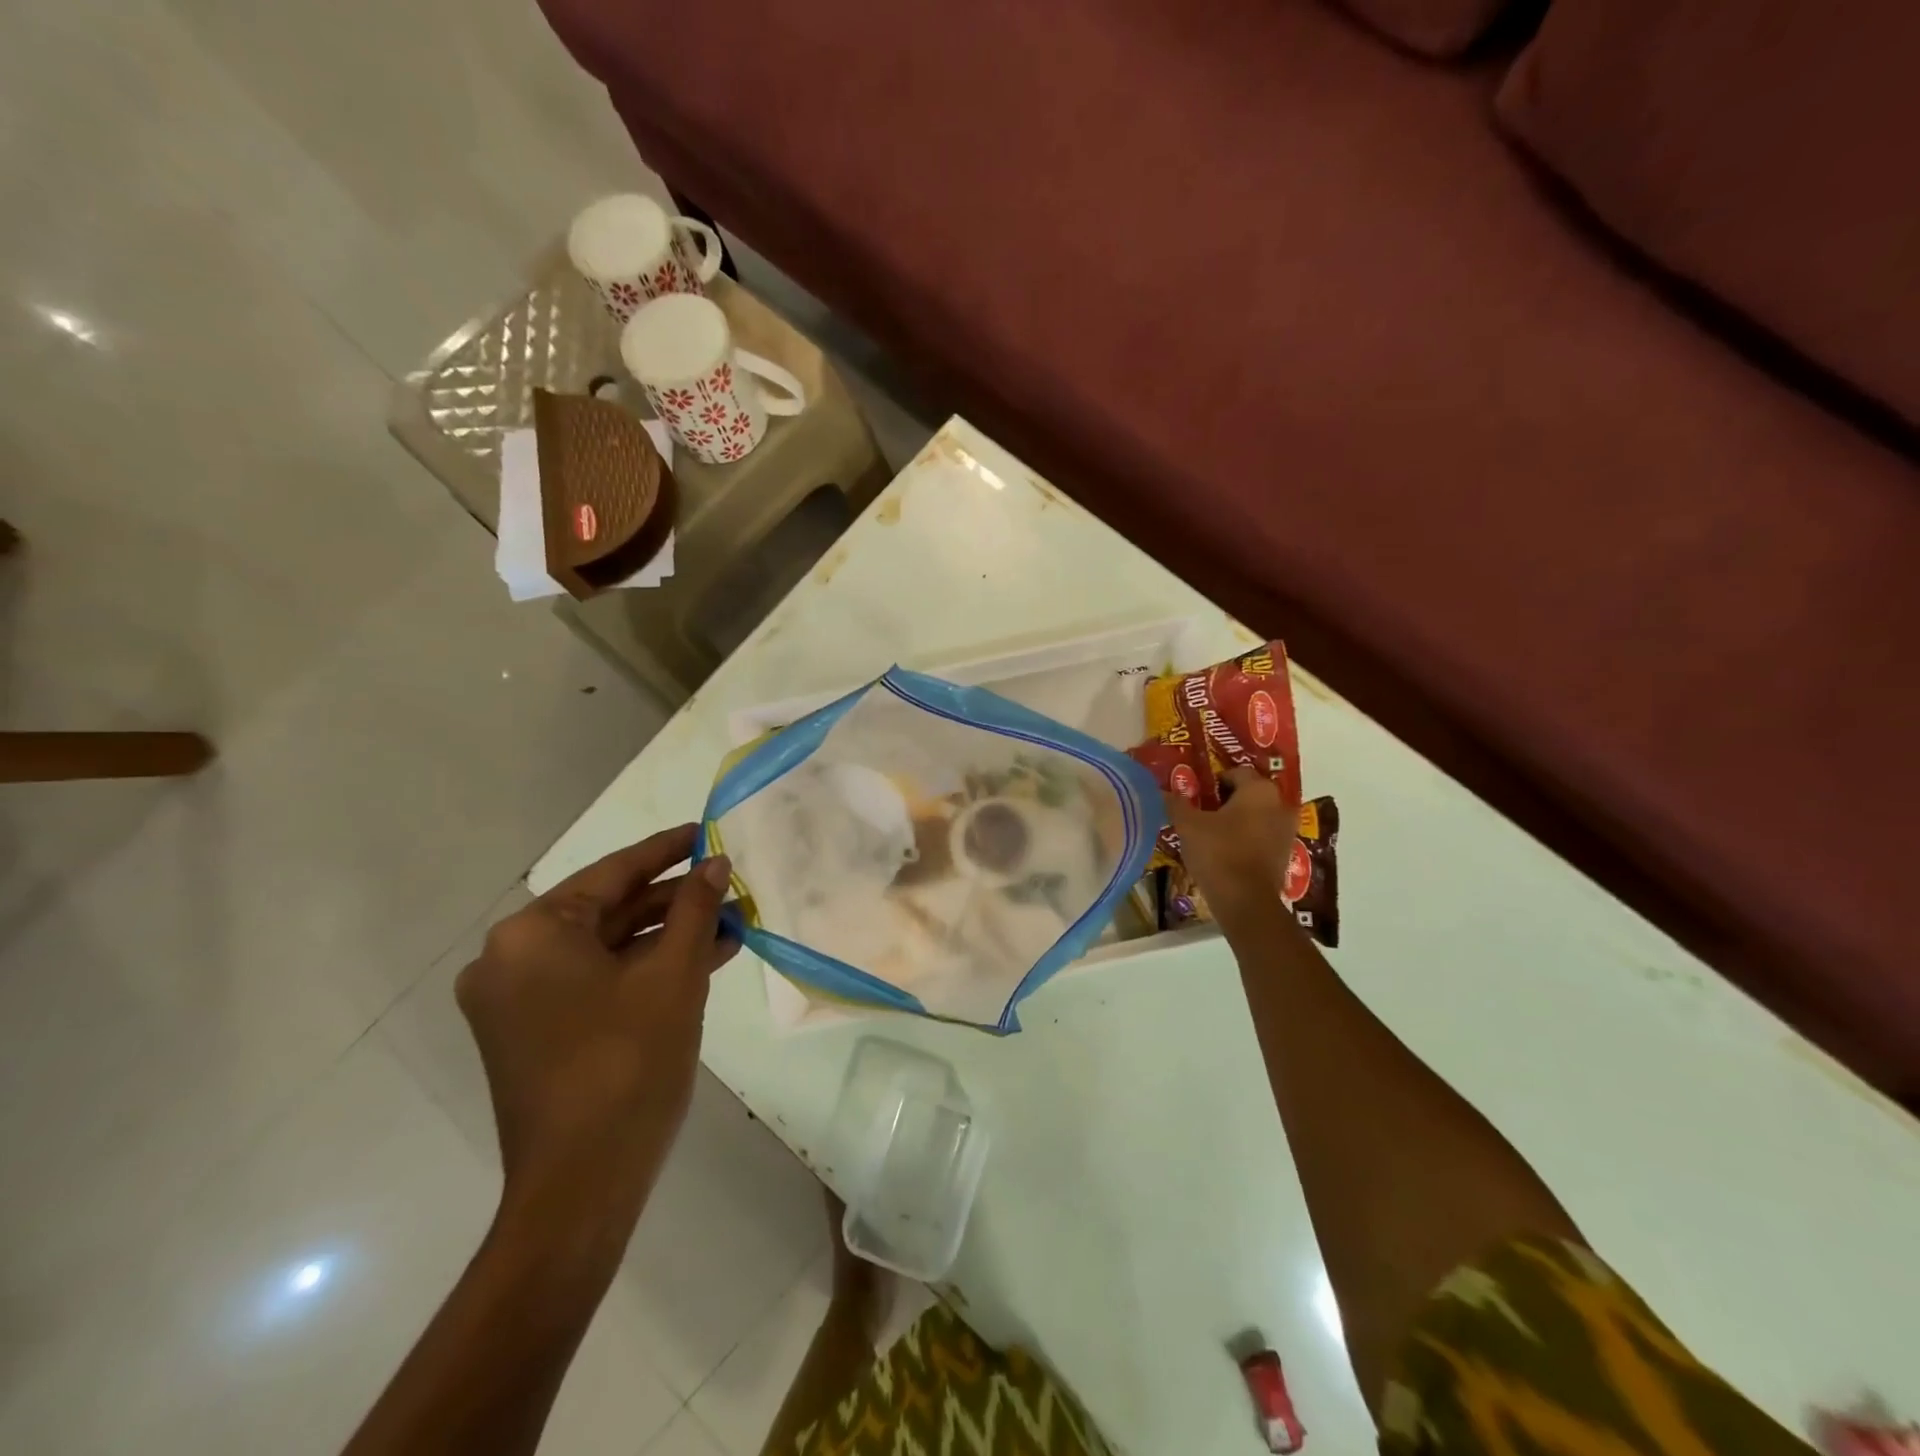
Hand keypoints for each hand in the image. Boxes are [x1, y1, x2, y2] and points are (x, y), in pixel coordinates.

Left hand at [456, 824, 737, 1231]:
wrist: (582, 1185)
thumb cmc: (627, 1063)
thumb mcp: (673, 975)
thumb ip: (694, 909)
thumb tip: (715, 863)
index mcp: (533, 934)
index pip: (612, 873)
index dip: (666, 851)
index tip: (705, 832)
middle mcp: (510, 959)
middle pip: (607, 911)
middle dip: (673, 901)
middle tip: (727, 887)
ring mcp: (517, 1000)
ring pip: (605, 949)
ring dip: (665, 938)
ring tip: (728, 926)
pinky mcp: (532, 1033)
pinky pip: (594, 982)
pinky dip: (642, 971)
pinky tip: (701, 962)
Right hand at [1164, 768, 1299, 924]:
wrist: (1245, 901)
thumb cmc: (1218, 852)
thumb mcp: (1187, 825)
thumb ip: (1176, 803)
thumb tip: (1162, 791)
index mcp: (1259, 790)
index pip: (1235, 772)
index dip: (1213, 781)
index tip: (1196, 795)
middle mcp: (1280, 804)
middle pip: (1249, 793)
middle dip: (1226, 799)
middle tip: (1202, 811)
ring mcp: (1287, 830)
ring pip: (1257, 815)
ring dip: (1238, 819)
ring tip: (1212, 831)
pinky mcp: (1286, 853)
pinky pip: (1263, 835)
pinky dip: (1247, 837)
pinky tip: (1227, 850)